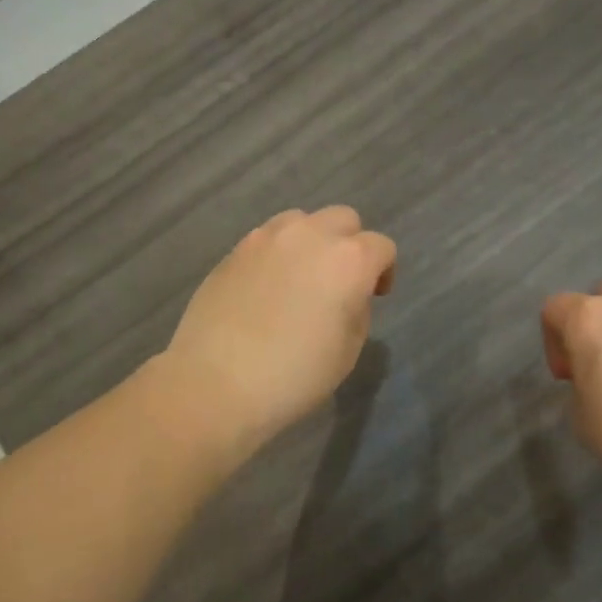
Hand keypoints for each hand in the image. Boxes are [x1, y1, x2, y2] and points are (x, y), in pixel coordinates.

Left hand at [158, 207, 396, 459]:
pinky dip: (277, 253)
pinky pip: (266, 239)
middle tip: (340, 281)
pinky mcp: (234, 251)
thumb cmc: (294, 376)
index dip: (384, 271)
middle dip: (350, 243)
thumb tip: (345, 294)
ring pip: (301, 220)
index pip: (381, 247)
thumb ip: (356, 309)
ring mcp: (266, 238)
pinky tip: (266, 288)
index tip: (375, 296)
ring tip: (300, 277)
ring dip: (311, 241)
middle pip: (343, 219)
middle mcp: (310, 236)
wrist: (216, 382)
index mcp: (348, 260)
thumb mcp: (347, 351)